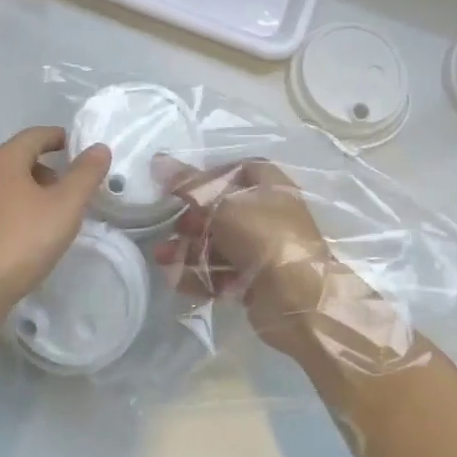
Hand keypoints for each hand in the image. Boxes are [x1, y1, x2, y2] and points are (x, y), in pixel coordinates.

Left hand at [0, 126, 111, 325]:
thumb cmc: (23, 240)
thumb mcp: (65, 207)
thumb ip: (85, 175)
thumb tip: (98, 148)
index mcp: (2, 159)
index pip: (34, 136)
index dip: (57, 138)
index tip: (75, 147)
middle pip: (15, 157)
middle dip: (41, 166)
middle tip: (64, 186)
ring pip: (1, 181)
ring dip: (24, 187)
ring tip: (47, 211)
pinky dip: (9, 206)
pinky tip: (22, 231)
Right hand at [154, 158, 410, 410]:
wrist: (298, 298)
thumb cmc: (262, 237)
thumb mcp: (221, 203)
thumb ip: (188, 183)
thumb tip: (158, 159)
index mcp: (270, 186)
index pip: (235, 171)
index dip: (207, 177)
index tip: (181, 188)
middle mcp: (269, 214)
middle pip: (222, 210)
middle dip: (192, 219)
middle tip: (174, 227)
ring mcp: (264, 249)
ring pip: (219, 243)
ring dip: (188, 249)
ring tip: (161, 257)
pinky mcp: (257, 280)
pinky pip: (223, 271)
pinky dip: (200, 274)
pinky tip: (176, 279)